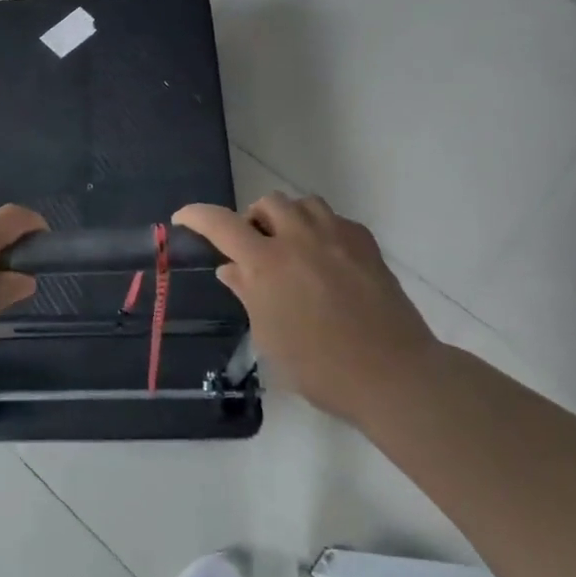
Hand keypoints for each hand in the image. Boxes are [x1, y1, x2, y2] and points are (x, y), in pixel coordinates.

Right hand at [174, 193, 439, 421]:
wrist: (392, 374)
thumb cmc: (319, 366)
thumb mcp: (269, 336)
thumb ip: (248, 294)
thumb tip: (231, 269)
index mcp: (266, 263)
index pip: (221, 224)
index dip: (196, 216)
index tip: (183, 218)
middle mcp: (299, 239)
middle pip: (267, 203)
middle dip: (253, 219)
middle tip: (255, 249)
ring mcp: (337, 237)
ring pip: (304, 203)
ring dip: (288, 218)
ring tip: (291, 247)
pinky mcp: (366, 244)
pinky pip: (335, 220)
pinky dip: (321, 230)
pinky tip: (326, 259)